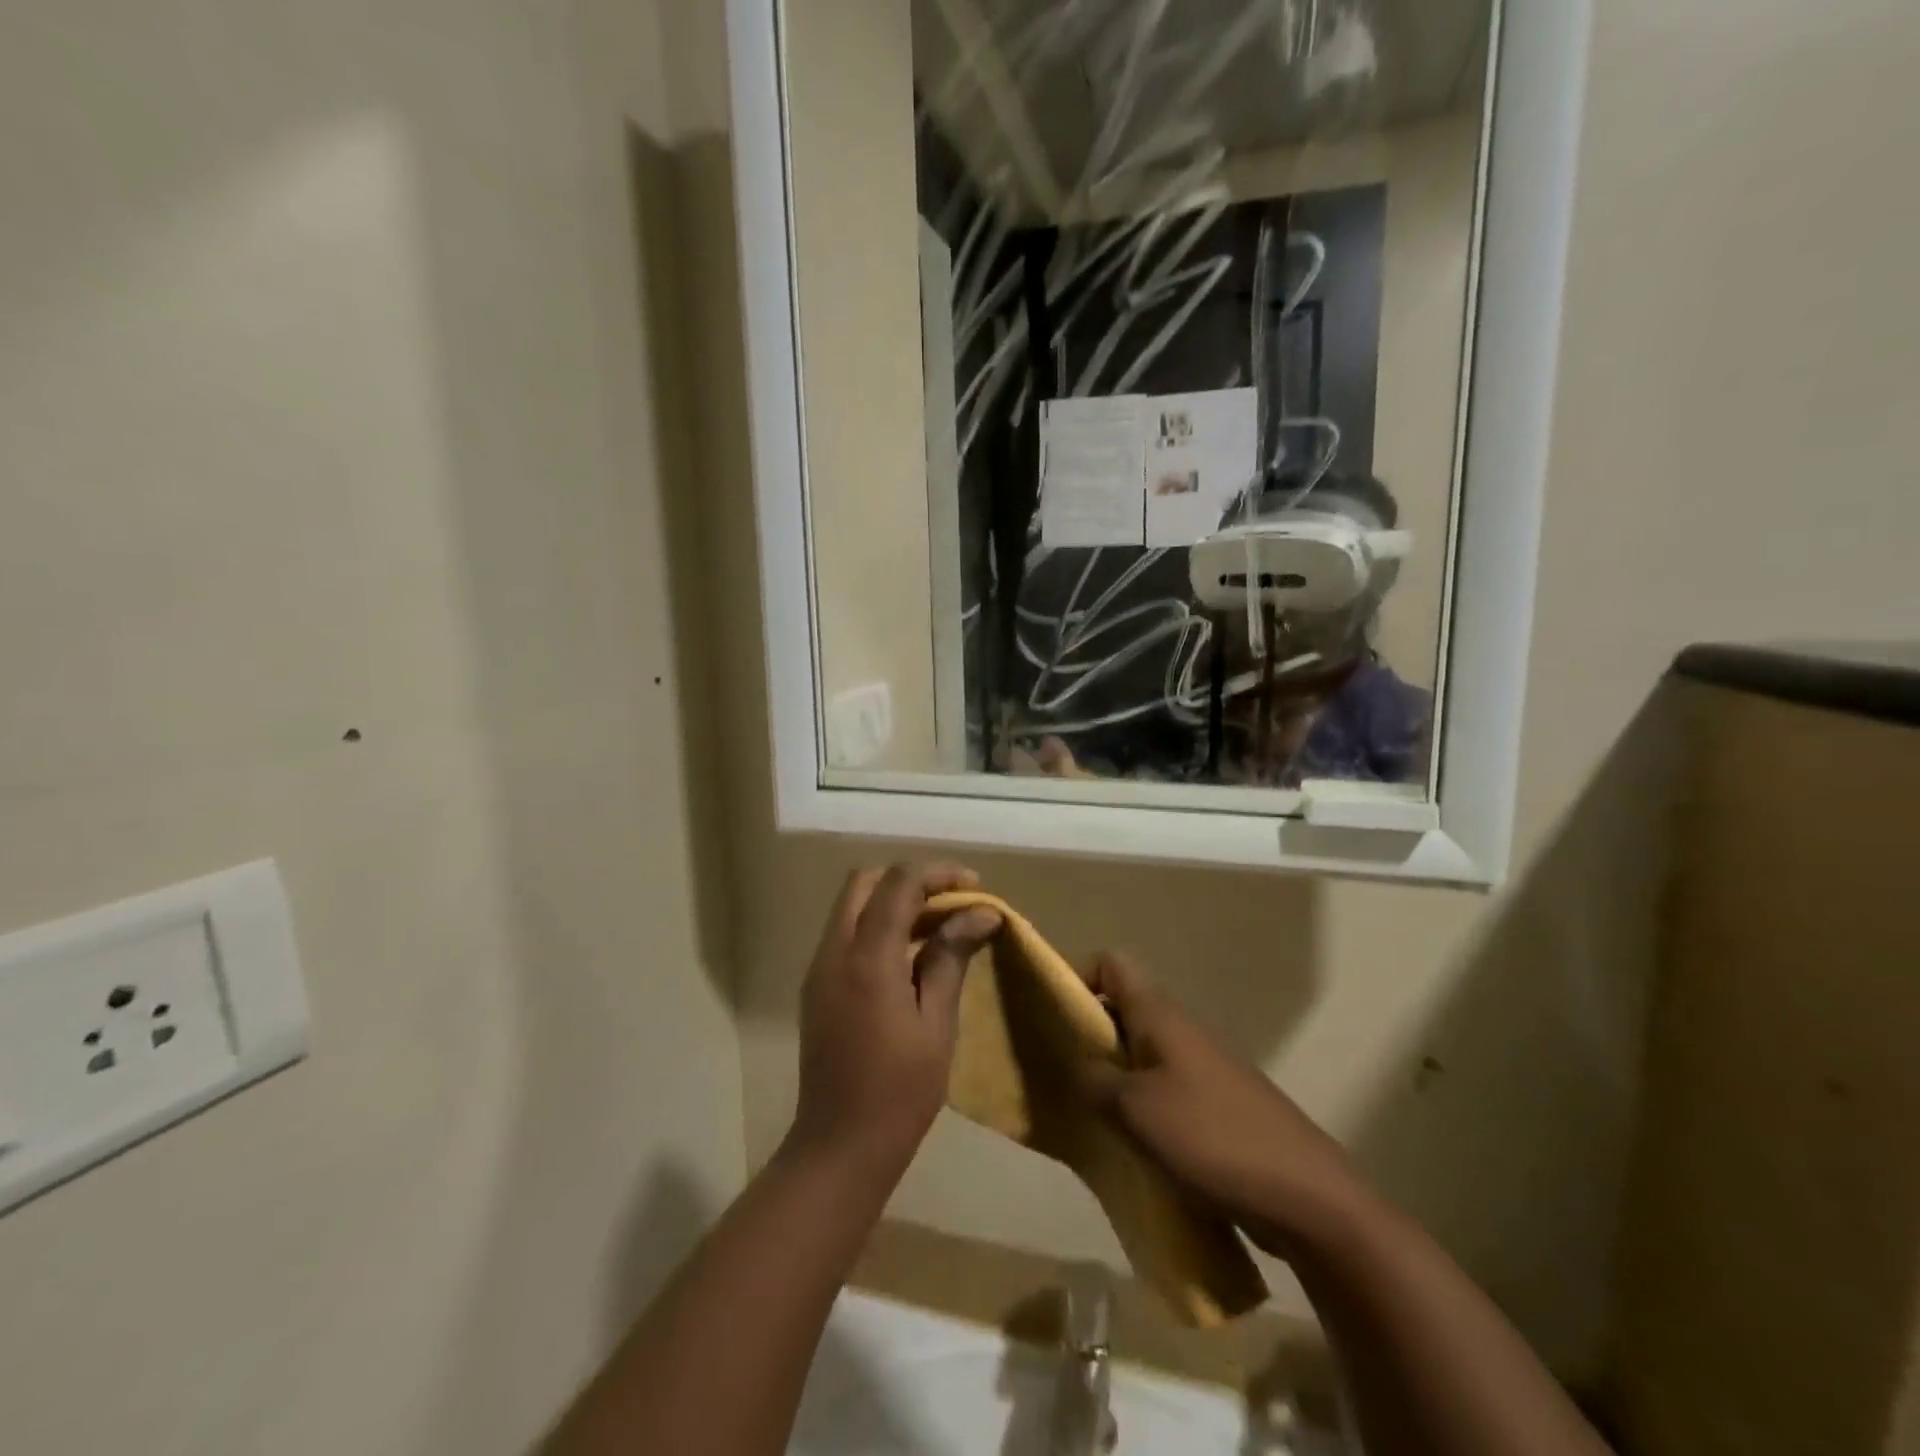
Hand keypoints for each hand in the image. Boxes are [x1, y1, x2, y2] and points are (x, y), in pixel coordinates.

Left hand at [787, 863, 1002, 1184]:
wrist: (838, 1147)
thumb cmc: (899, 1092)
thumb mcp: (936, 1024)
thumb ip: (951, 958)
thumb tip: (980, 914)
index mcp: (866, 959)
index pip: (898, 884)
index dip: (937, 874)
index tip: (974, 887)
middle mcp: (834, 952)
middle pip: (865, 882)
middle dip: (910, 880)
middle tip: (952, 901)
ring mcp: (819, 969)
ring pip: (852, 906)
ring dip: (893, 901)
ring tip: (940, 924)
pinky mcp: (817, 987)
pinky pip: (846, 933)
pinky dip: (877, 925)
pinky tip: (911, 952)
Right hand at [1080, 953, 1370, 1259]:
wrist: (1307, 1196)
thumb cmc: (1213, 1137)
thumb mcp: (1136, 1109)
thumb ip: (1094, 1081)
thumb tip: (1074, 1066)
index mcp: (1160, 1015)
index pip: (1111, 964)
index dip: (1076, 976)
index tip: (1049, 1014)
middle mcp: (1179, 1032)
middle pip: (1120, 1010)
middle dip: (1085, 1033)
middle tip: (1053, 1069)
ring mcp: (1199, 1070)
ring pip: (1138, 1055)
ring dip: (1109, 1076)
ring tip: (1081, 1112)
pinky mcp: (1213, 1108)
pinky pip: (1160, 1092)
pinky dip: (1136, 1108)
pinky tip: (1123, 1144)